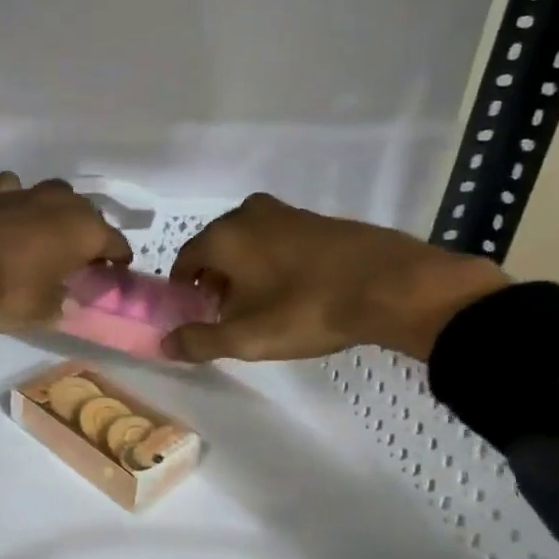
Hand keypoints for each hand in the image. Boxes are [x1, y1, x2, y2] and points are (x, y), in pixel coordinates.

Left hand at [0, 173, 131, 332]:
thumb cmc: (5, 291)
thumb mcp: (41, 311)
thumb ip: (60, 303)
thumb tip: (65, 301)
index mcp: (85, 230)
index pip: (116, 243)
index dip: (118, 259)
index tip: (115, 272)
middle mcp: (61, 202)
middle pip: (86, 214)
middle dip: (87, 233)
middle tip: (79, 258)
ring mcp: (25, 191)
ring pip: (52, 196)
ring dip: (53, 214)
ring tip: (44, 236)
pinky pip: (14, 192)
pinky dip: (15, 204)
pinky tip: (6, 219)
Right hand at [160, 193, 508, 363]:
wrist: (394, 286)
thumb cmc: (307, 309)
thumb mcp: (247, 337)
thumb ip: (199, 341)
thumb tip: (164, 345)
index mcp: (223, 236)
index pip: (184, 261)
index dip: (184, 291)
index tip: (196, 316)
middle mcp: (248, 214)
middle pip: (216, 250)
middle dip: (215, 281)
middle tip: (229, 315)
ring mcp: (286, 213)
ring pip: (248, 244)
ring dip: (245, 272)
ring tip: (263, 306)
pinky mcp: (318, 220)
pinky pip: (278, 241)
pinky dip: (274, 262)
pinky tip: (294, 291)